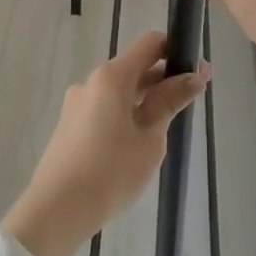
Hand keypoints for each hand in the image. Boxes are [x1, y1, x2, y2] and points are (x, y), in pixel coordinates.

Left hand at [1, 31, 209, 255]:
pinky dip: (126, 114)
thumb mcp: (150, 137)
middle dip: (164, 79)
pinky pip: (105, 108)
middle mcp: (91, 82)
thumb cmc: (111, 172)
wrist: (57, 211)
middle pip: (134, 67)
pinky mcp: (70, 125)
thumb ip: (170, 102)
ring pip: (119, 91)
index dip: (177, 52)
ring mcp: (77, 104)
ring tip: (167, 127)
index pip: (150, 44)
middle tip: (191, 101)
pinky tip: (138, 142)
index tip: (198, 73)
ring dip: (145, 99)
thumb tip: (193, 76)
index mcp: (112, 77)